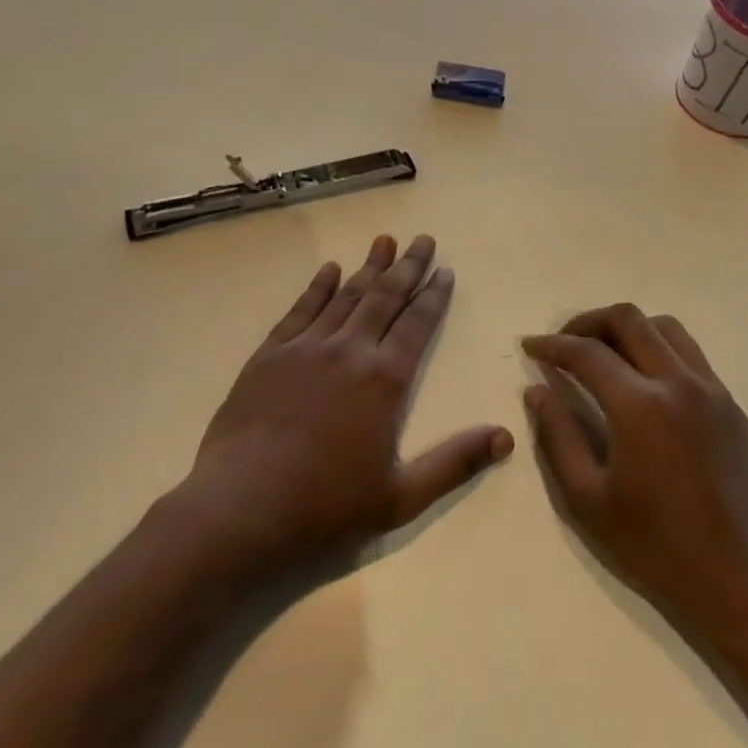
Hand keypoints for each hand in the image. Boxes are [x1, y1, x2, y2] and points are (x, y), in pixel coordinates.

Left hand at [178, 235, 512, 581]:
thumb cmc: (325, 507)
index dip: (433, 295)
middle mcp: (349, 351)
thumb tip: (506, 438)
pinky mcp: (270, 354)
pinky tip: (329, 270)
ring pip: (345, 296)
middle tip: (422, 239)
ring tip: (384, 241)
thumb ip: (455, 463)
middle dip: (407, 267)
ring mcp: (306, 348)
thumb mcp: (401, 498)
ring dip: (368, 267)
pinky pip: (300, 310)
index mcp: (385, 380)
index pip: (417, 324)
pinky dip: (318, 287)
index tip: (445, 270)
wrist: (241, 508)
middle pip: (385, 298)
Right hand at [523, 304, 747, 637]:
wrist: (732, 578)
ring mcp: (711, 390)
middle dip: (588, 322)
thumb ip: (556, 435)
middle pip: (628, 319)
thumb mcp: (585, 497)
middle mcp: (679, 384)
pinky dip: (658, 349)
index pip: (587, 353)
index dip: (552, 344)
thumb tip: (536, 390)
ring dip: (627, 329)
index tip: (530, 346)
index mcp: (640, 407)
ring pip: (664, 327)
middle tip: (565, 342)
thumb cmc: (651, 544)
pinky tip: (643, 380)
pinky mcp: (731, 404)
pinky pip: (690, 354)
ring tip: (604, 352)